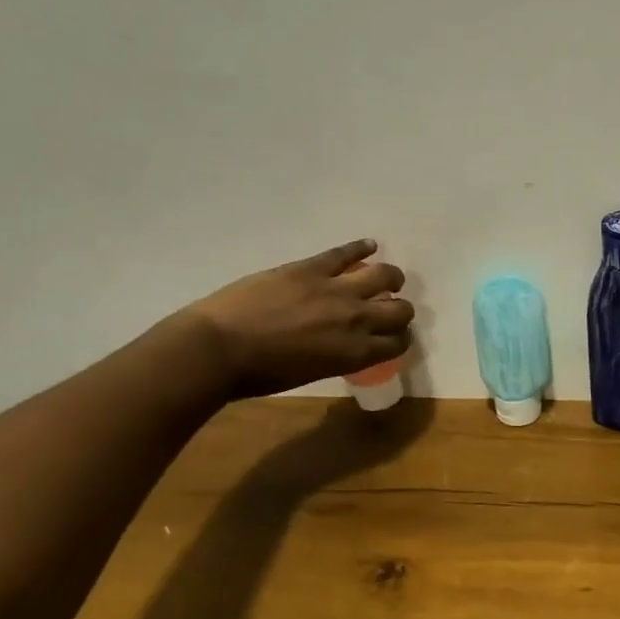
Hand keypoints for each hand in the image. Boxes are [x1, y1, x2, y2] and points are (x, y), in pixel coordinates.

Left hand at [183, 240, 412, 397]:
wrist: (219, 348)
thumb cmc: (260, 374)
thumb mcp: (311, 373)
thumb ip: (338, 356)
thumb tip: (345, 344)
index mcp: (355, 353)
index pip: (398, 342)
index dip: (399, 338)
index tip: (391, 336)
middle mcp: (356, 319)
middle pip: (400, 309)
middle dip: (400, 310)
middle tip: (388, 309)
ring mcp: (335, 289)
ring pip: (383, 275)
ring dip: (390, 277)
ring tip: (385, 278)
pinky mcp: (311, 267)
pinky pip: (345, 252)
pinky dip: (360, 247)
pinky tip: (369, 245)